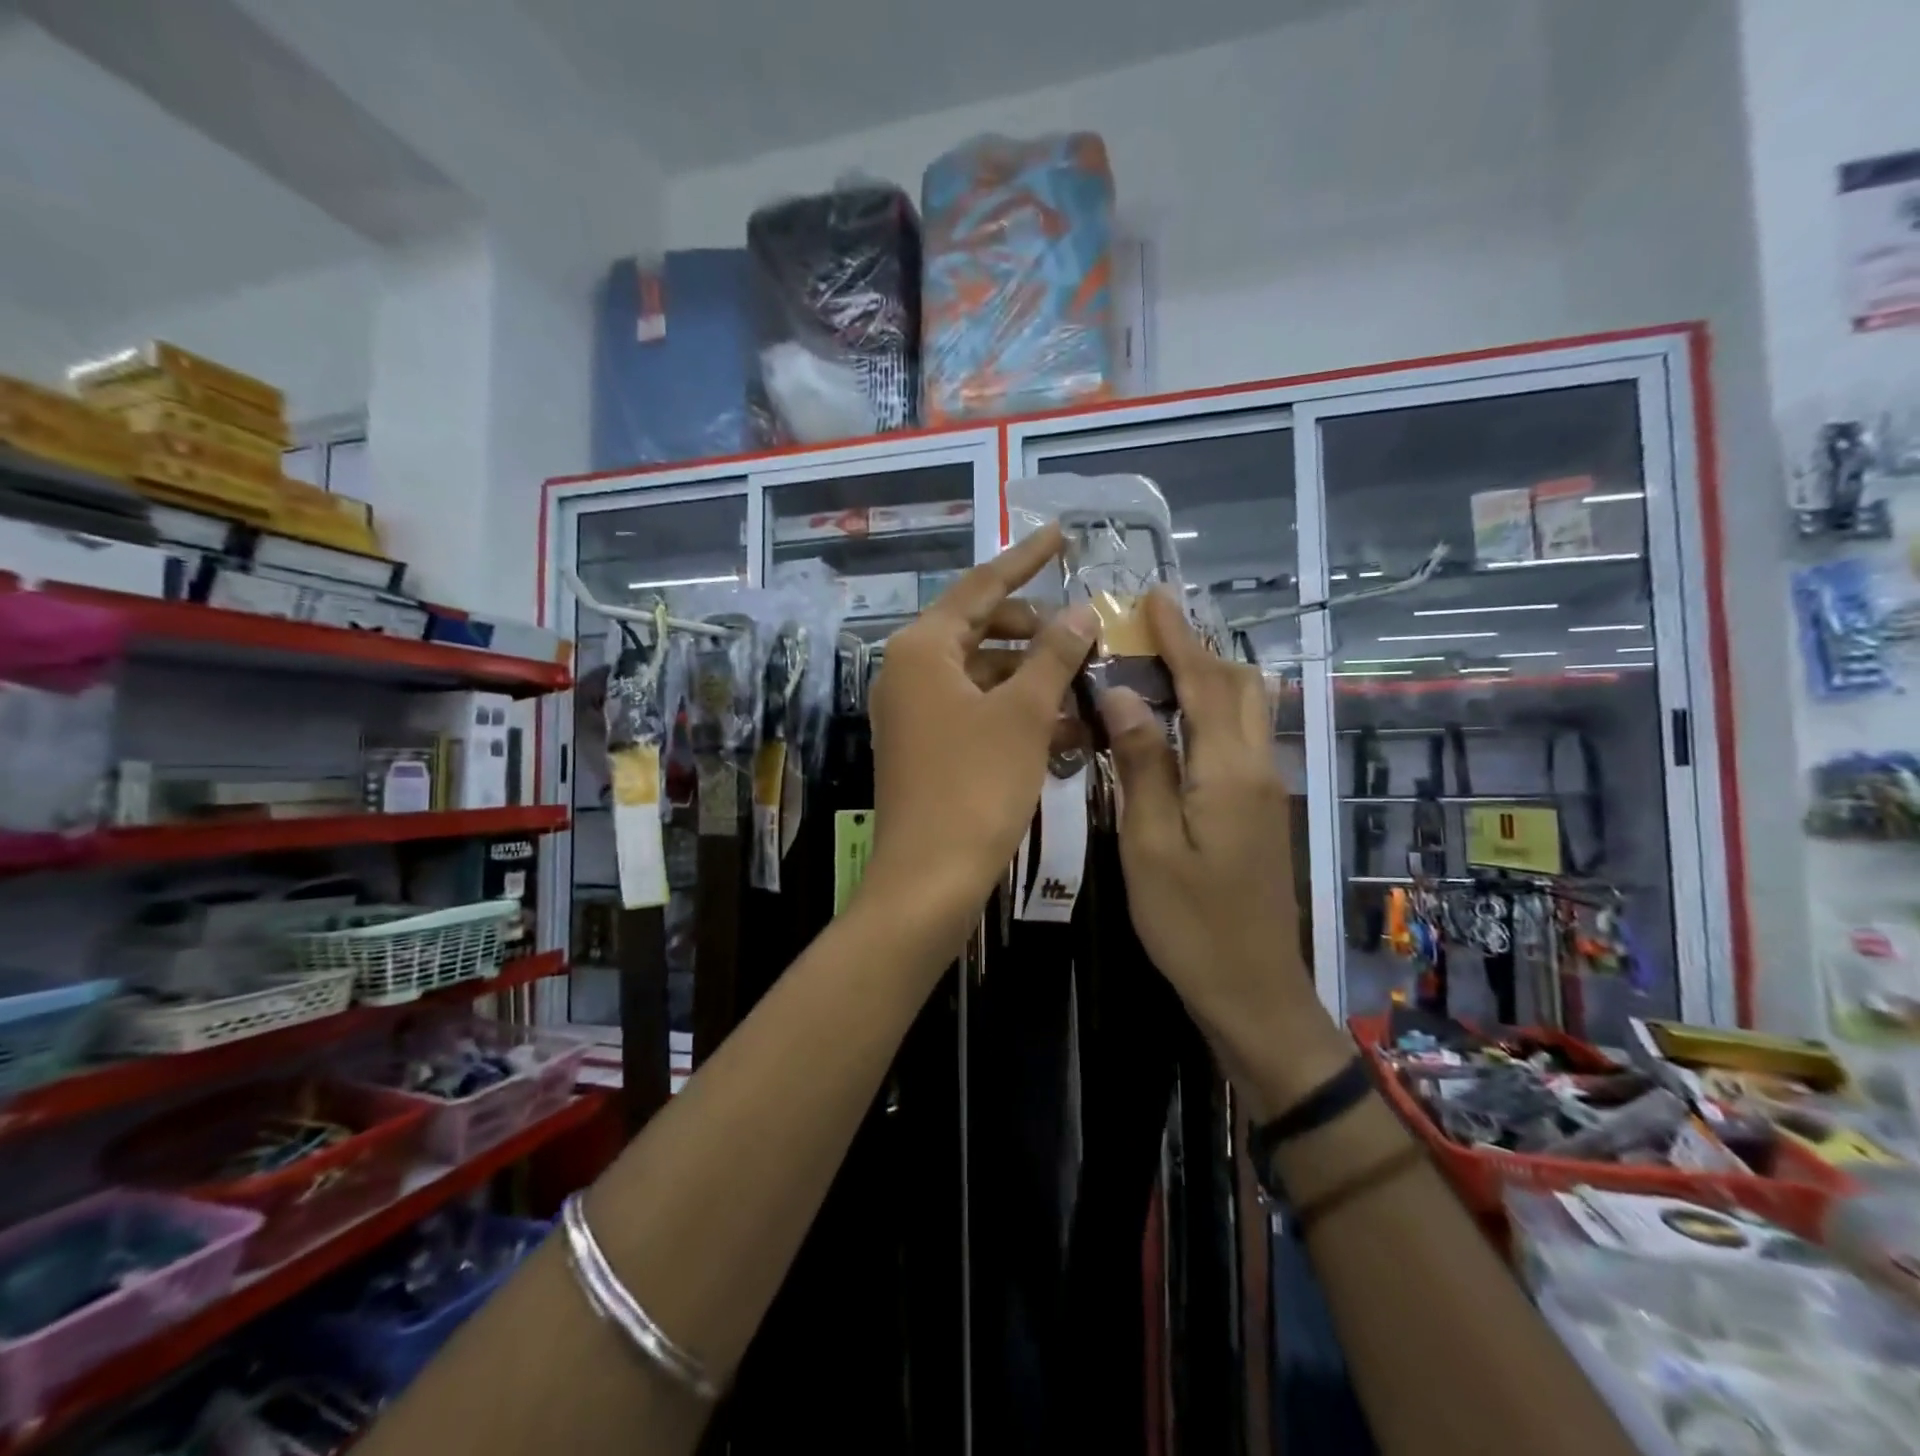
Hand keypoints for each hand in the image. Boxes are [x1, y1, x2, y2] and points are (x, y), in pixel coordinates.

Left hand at [866, 524, 1097, 922]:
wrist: (929, 879)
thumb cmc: (976, 787)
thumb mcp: (1024, 715)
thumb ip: (1054, 656)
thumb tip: (1080, 612)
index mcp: (922, 648)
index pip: (981, 586)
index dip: (1025, 559)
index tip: (1061, 534)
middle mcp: (909, 671)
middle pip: (981, 629)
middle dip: (1036, 630)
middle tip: (1084, 632)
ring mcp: (916, 711)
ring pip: (984, 674)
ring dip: (1034, 677)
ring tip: (1087, 683)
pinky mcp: (927, 746)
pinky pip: (977, 711)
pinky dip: (1017, 712)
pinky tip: (1067, 728)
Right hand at [1098, 592, 1323, 1068]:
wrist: (1252, 990)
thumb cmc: (1190, 923)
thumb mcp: (1150, 844)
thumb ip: (1142, 764)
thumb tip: (1123, 693)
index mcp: (1229, 771)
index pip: (1206, 683)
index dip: (1179, 636)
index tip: (1154, 595)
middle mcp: (1257, 768)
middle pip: (1239, 687)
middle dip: (1200, 648)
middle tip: (1152, 627)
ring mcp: (1264, 790)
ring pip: (1246, 711)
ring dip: (1209, 676)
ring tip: (1161, 661)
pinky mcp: (1259, 811)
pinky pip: (1239, 738)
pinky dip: (1212, 710)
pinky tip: (1177, 721)